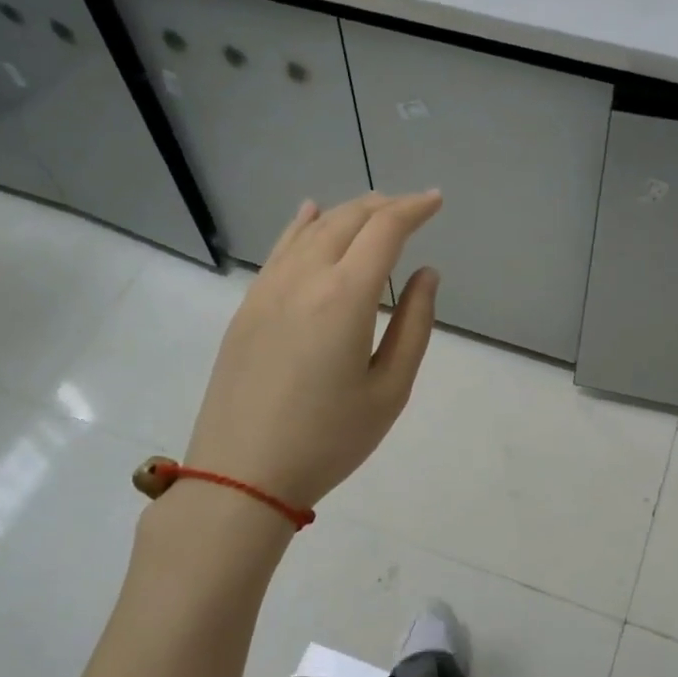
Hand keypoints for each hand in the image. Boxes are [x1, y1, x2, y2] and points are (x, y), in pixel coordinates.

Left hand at [183, 191, 441, 510]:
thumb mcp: (389, 390)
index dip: (413, 209)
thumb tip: (427, 274)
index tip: (436, 201)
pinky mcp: (247, 307)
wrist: (241, 475)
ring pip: (311, 230)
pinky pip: (279, 249)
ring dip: (347, 212)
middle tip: (412, 207)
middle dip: (384, 206)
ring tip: (373, 208)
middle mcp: (303, 279)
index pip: (384, 231)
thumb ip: (414, 325)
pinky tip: (310, 214)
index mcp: (344, 297)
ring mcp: (268, 290)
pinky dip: (302, 226)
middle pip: (347, 221)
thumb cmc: (328, 440)